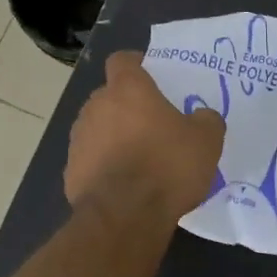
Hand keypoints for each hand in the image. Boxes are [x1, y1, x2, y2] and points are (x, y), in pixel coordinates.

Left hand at [67, 51, 226, 222]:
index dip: (135, 64)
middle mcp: (96, 106)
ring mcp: (78, 138)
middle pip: (109, 96)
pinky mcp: (70, 170)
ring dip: (114, 137)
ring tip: (139, 160)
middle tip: (153, 125)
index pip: (122, 60)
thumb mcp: (206, 142)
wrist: (124, 216)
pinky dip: (104, 166)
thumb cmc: (167, 167)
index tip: (151, 75)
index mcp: (127, 89)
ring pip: (98, 128)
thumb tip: (202, 117)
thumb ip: (206, 120)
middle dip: (127, 106)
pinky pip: (91, 159)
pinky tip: (123, 186)